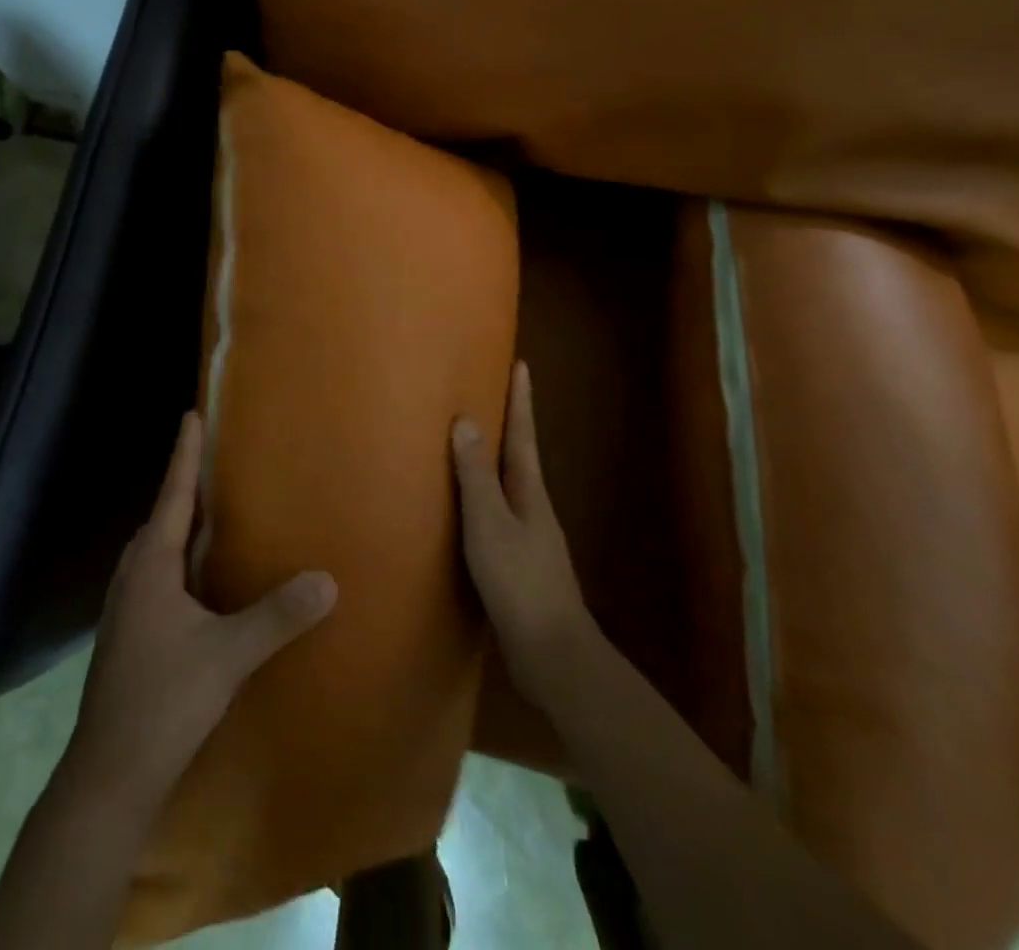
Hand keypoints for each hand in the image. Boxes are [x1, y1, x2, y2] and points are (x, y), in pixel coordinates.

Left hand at [58, 412, 337, 822]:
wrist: (109, 777)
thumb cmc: (163, 702)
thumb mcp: (228, 657)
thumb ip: (277, 616)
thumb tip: (328, 579)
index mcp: (150, 567)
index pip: (172, 495)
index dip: (184, 454)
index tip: (192, 414)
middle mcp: (133, 577)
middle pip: (162, 517)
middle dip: (187, 485)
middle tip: (218, 461)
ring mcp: (127, 607)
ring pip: (158, 549)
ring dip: (183, 524)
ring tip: (215, 511)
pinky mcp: (130, 633)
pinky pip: (158, 575)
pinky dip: (181, 559)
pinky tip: (203, 577)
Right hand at [453, 360, 597, 705]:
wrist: (553, 654)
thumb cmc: (520, 581)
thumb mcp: (490, 524)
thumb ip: (476, 476)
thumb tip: (465, 421)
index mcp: (529, 491)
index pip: (523, 434)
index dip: (521, 400)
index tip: (521, 365)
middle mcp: (533, 507)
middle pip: (519, 456)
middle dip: (509, 425)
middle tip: (490, 395)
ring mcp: (530, 537)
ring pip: (508, 486)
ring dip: (494, 461)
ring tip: (470, 444)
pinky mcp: (519, 563)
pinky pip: (498, 514)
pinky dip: (483, 497)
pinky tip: (467, 509)